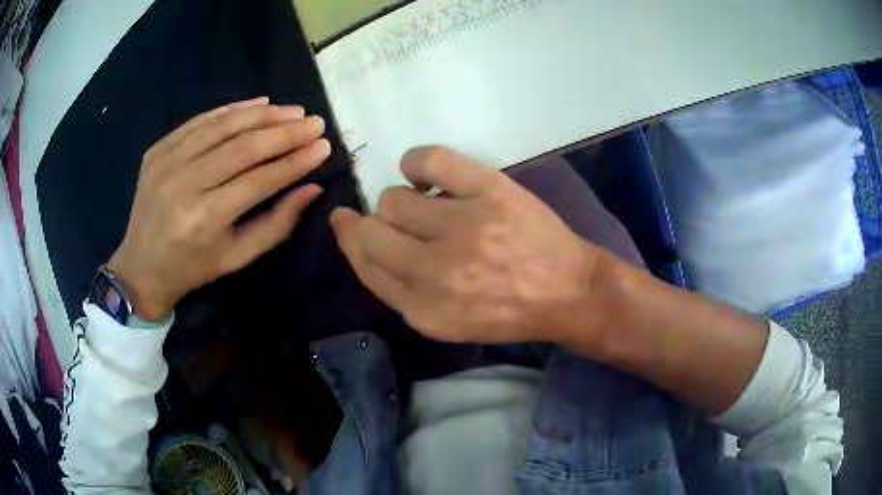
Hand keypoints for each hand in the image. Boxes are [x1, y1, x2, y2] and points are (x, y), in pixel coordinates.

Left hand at [108, 97, 329, 320]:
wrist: (141, 266)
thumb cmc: (193, 268)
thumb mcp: (237, 257)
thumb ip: (277, 224)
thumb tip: (312, 189)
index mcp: (206, 219)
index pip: (260, 179)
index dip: (295, 161)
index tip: (323, 146)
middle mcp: (185, 185)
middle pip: (243, 147)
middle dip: (284, 132)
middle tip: (314, 122)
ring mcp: (167, 163)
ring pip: (223, 127)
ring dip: (262, 115)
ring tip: (291, 111)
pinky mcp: (157, 150)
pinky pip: (200, 121)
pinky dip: (231, 109)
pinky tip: (257, 104)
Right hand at [331, 146, 604, 344]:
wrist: (568, 292)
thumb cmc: (507, 312)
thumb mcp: (446, 322)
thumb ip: (399, 291)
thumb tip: (361, 240)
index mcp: (425, 310)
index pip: (365, 264)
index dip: (350, 240)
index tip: (345, 222)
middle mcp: (437, 272)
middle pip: (371, 231)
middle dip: (374, 225)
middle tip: (401, 225)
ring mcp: (465, 227)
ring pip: (394, 198)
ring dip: (403, 202)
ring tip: (428, 207)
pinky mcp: (490, 192)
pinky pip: (429, 159)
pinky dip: (417, 163)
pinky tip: (429, 178)